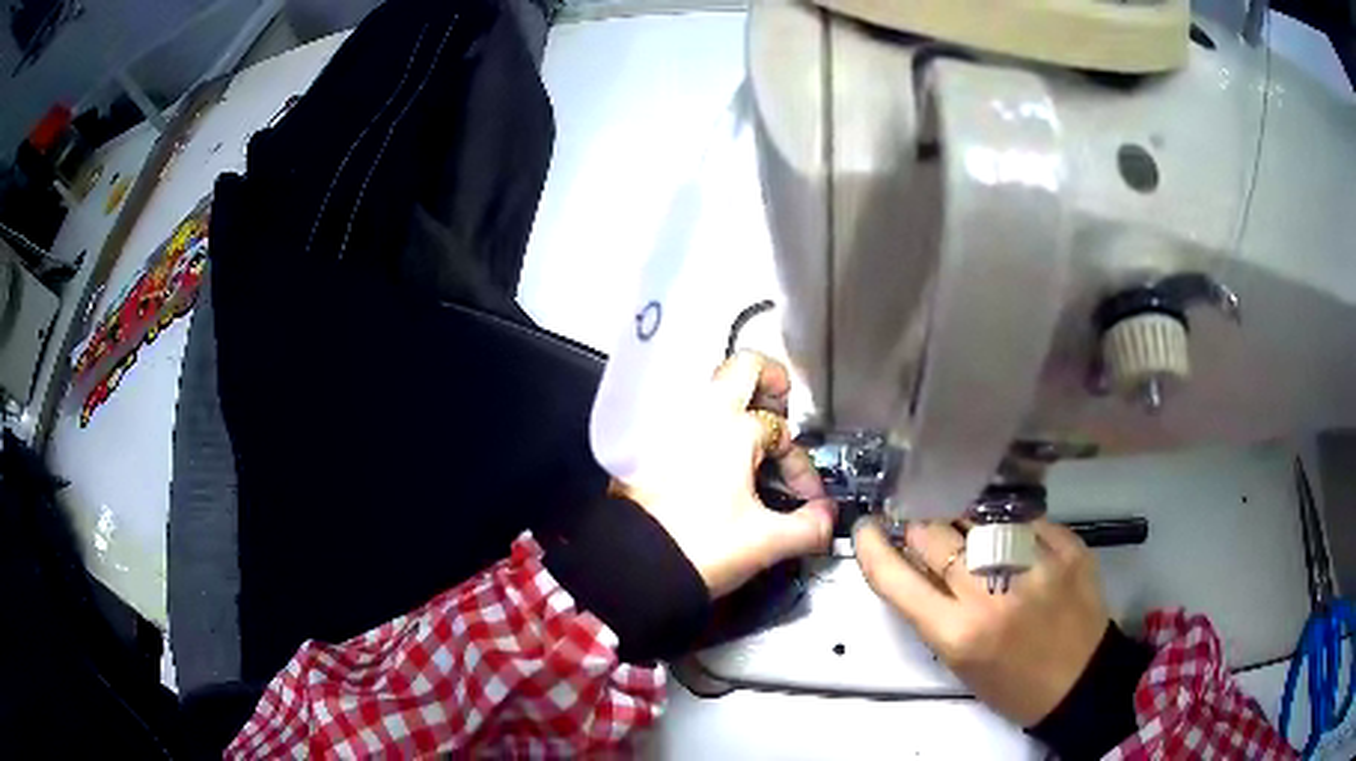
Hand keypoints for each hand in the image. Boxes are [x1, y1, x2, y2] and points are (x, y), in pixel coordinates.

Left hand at [615, 351, 835, 597]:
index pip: (783, 433)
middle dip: (769, 382)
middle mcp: (699, 415)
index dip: (802, 466)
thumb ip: (810, 527)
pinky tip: (718, 461)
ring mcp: (668, 426)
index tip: (807, 499)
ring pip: (710, 391)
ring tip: (753, 440)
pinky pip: (686, 417)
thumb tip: (829, 519)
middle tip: (780, 409)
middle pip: (742, 367)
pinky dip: (708, 427)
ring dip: (736, 404)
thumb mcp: (766, 542)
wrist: (634, 568)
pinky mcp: (645, 446)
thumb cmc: (699, 548)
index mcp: (731, 430)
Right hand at [854, 516, 1109, 726]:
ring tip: (970, 528)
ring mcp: (1035, 564)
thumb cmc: (1009, 683)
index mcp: (958, 633)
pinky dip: (1011, 524)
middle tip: (925, 528)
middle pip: (936, 534)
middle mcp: (993, 594)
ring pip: (979, 516)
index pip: (896, 578)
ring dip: (965, 520)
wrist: (1079, 682)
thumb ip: (933, 608)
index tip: (867, 527)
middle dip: (922, 527)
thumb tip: (913, 556)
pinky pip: (1025, 518)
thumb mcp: (958, 658)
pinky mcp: (1068, 547)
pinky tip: (1013, 537)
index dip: (873, 547)